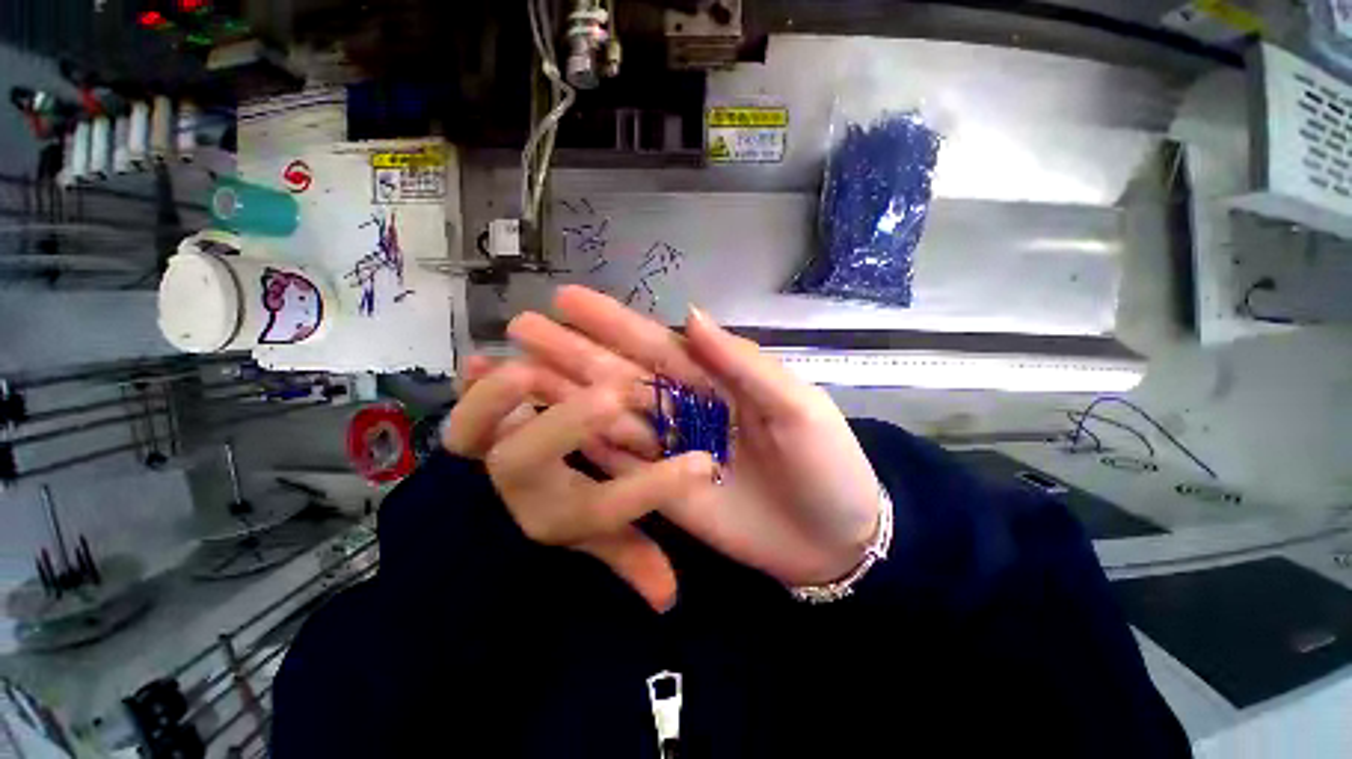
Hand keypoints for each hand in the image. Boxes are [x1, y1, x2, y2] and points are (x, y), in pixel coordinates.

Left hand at [444, 357, 715, 611]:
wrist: (465, 525)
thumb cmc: (546, 520)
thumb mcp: (591, 538)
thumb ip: (629, 556)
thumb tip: (669, 597)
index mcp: (557, 514)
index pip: (611, 508)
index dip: (656, 488)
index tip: (703, 463)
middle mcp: (517, 485)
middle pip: (533, 461)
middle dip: (574, 425)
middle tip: (615, 395)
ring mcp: (479, 453)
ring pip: (476, 426)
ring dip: (505, 393)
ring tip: (543, 365)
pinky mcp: (460, 429)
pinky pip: (455, 400)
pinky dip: (470, 379)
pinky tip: (485, 360)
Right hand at [508, 286, 882, 587]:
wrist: (833, 542)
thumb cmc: (827, 467)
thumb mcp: (796, 407)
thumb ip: (743, 363)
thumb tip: (689, 314)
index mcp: (715, 381)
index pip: (655, 344)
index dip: (612, 322)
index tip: (566, 299)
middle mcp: (684, 408)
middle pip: (620, 374)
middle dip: (573, 350)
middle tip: (521, 325)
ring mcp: (669, 450)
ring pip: (608, 414)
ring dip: (564, 393)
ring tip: (516, 371)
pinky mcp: (661, 489)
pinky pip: (616, 463)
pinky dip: (582, 443)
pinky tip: (548, 426)